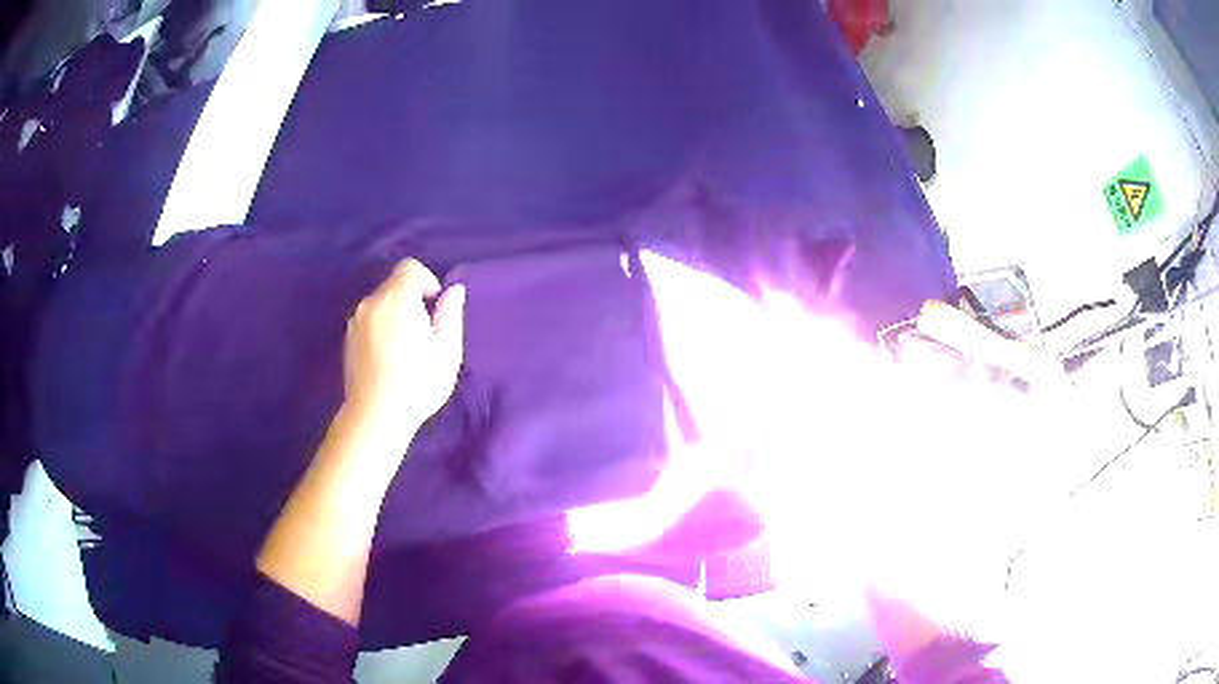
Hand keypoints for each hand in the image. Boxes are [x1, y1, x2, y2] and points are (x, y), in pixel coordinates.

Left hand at [343, 259, 465, 431]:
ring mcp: (356, 321)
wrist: (376, 415)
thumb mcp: (447, 350)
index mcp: (398, 298)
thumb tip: (454, 291)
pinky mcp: (347, 339)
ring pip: (380, 304)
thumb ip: (450, 314)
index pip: (410, 267)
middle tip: (423, 333)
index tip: (434, 306)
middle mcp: (372, 302)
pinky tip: (388, 357)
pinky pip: (369, 321)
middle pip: (394, 285)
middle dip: (411, 300)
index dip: (426, 280)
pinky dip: (380, 328)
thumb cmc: (417, 382)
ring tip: (405, 348)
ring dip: (394, 314)